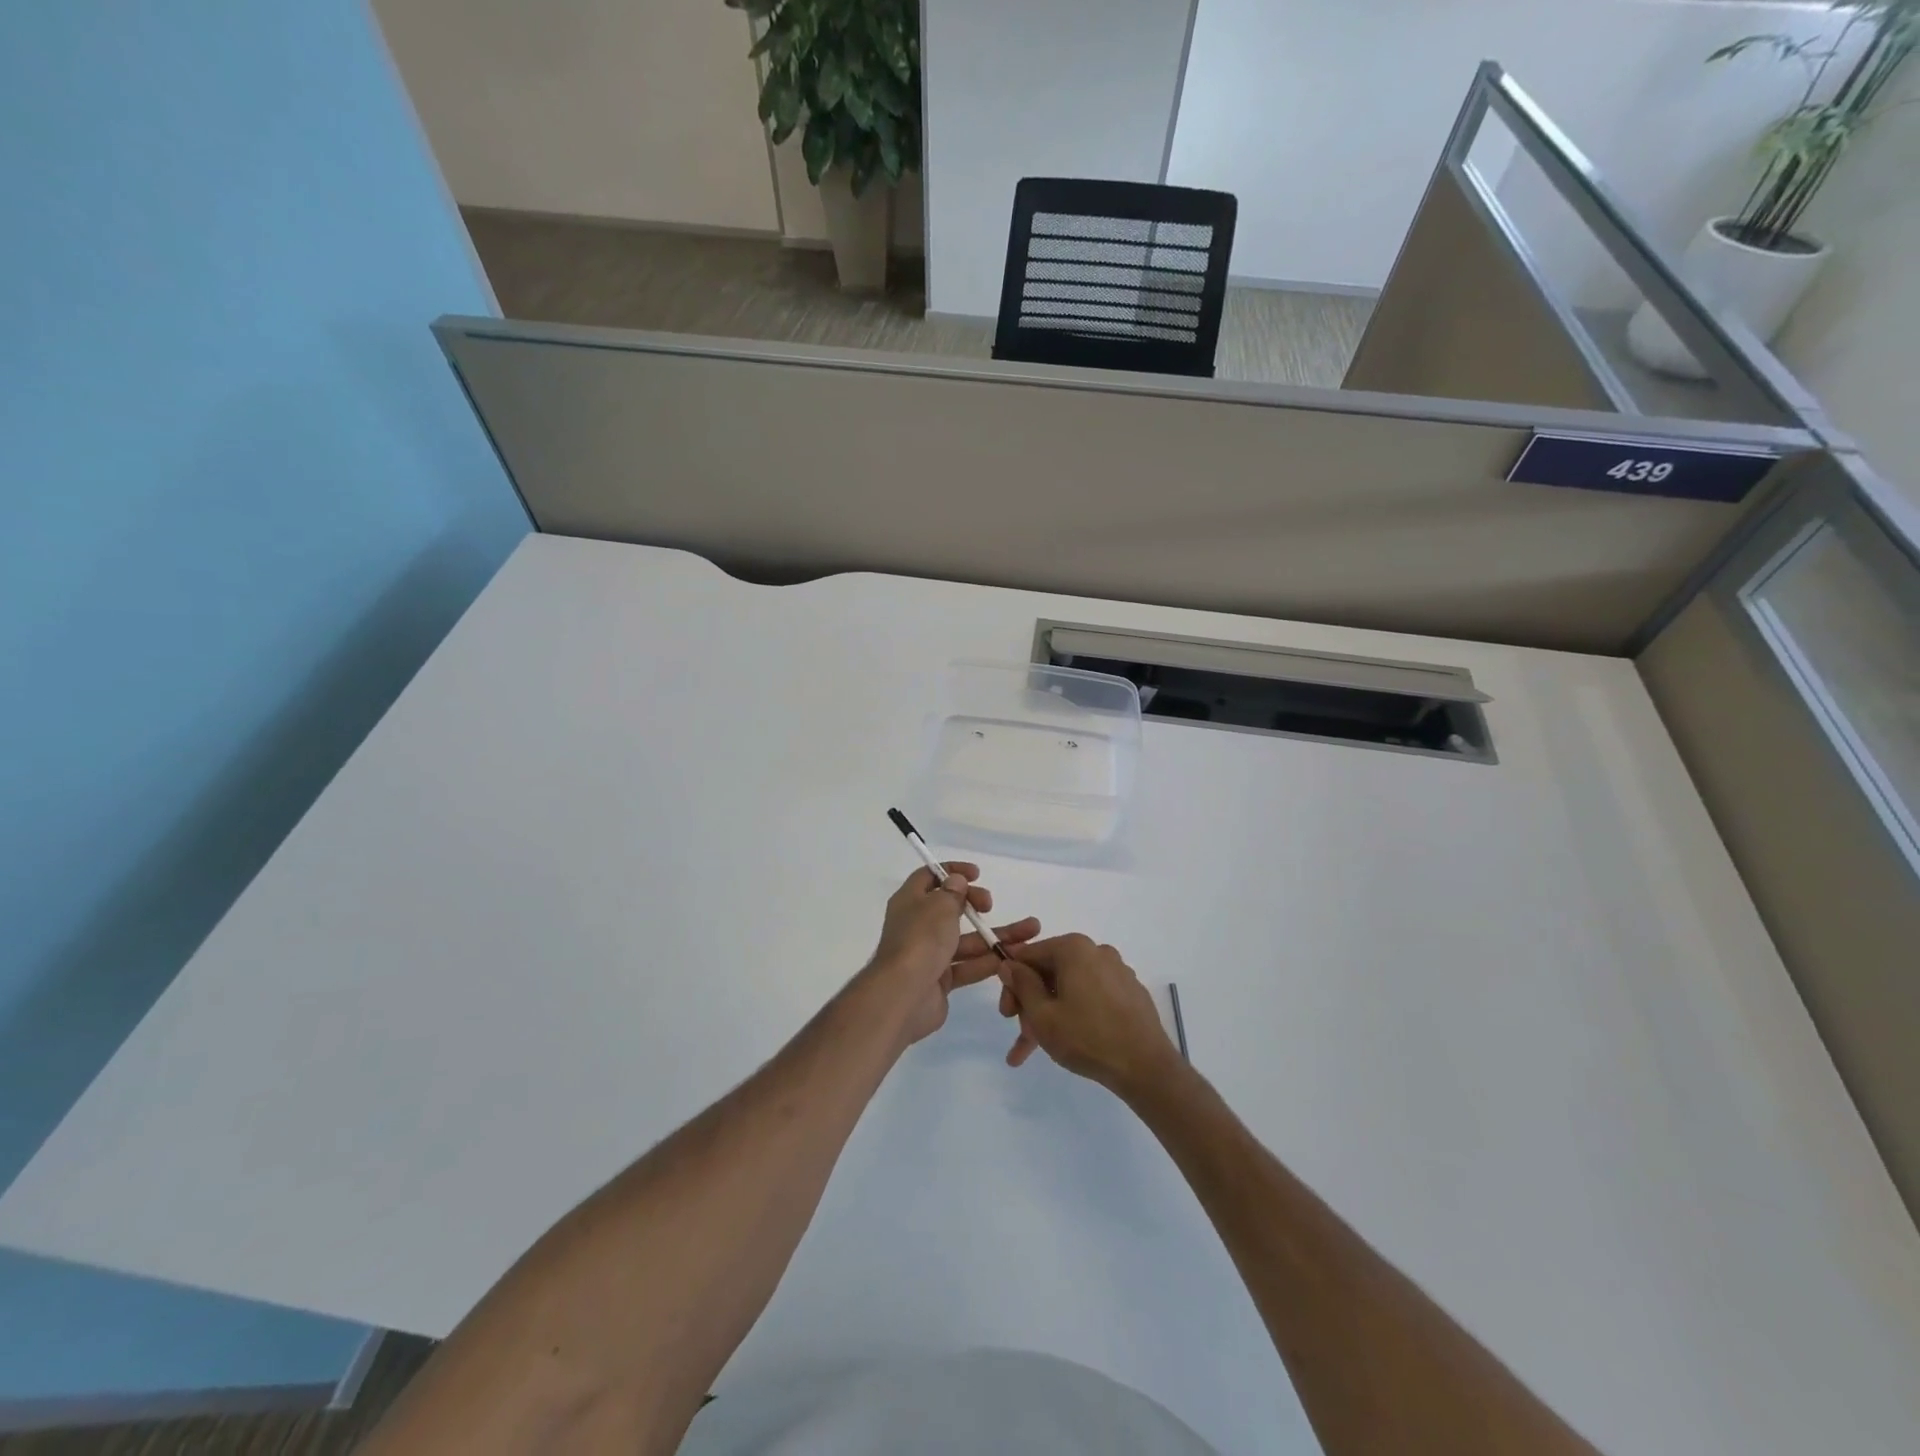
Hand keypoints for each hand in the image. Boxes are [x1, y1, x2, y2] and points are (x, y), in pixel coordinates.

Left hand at [865, 864, 1040, 1046]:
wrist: (904, 995)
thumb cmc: (920, 940)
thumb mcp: (939, 906)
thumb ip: (952, 893)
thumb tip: (956, 881)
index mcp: (910, 901)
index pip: (929, 877)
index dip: (952, 871)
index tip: (976, 874)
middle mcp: (917, 925)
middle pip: (950, 908)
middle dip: (975, 904)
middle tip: (990, 905)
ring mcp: (929, 954)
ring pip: (965, 940)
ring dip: (994, 936)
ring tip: (1030, 933)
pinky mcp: (940, 980)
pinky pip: (967, 966)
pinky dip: (987, 962)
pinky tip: (1013, 958)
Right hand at [995, 934, 1180, 1096]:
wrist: (1146, 1067)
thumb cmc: (1087, 1037)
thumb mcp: (1042, 1015)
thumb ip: (1022, 985)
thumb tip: (1008, 963)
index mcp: (1073, 948)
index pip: (1028, 956)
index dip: (1011, 983)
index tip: (1006, 1013)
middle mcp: (1096, 951)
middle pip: (1050, 972)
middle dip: (1031, 1004)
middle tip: (1022, 1036)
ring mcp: (1116, 971)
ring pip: (1069, 989)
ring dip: (1049, 1015)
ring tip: (1035, 1050)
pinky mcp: (1129, 992)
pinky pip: (1090, 997)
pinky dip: (1074, 1014)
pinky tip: (1064, 1043)